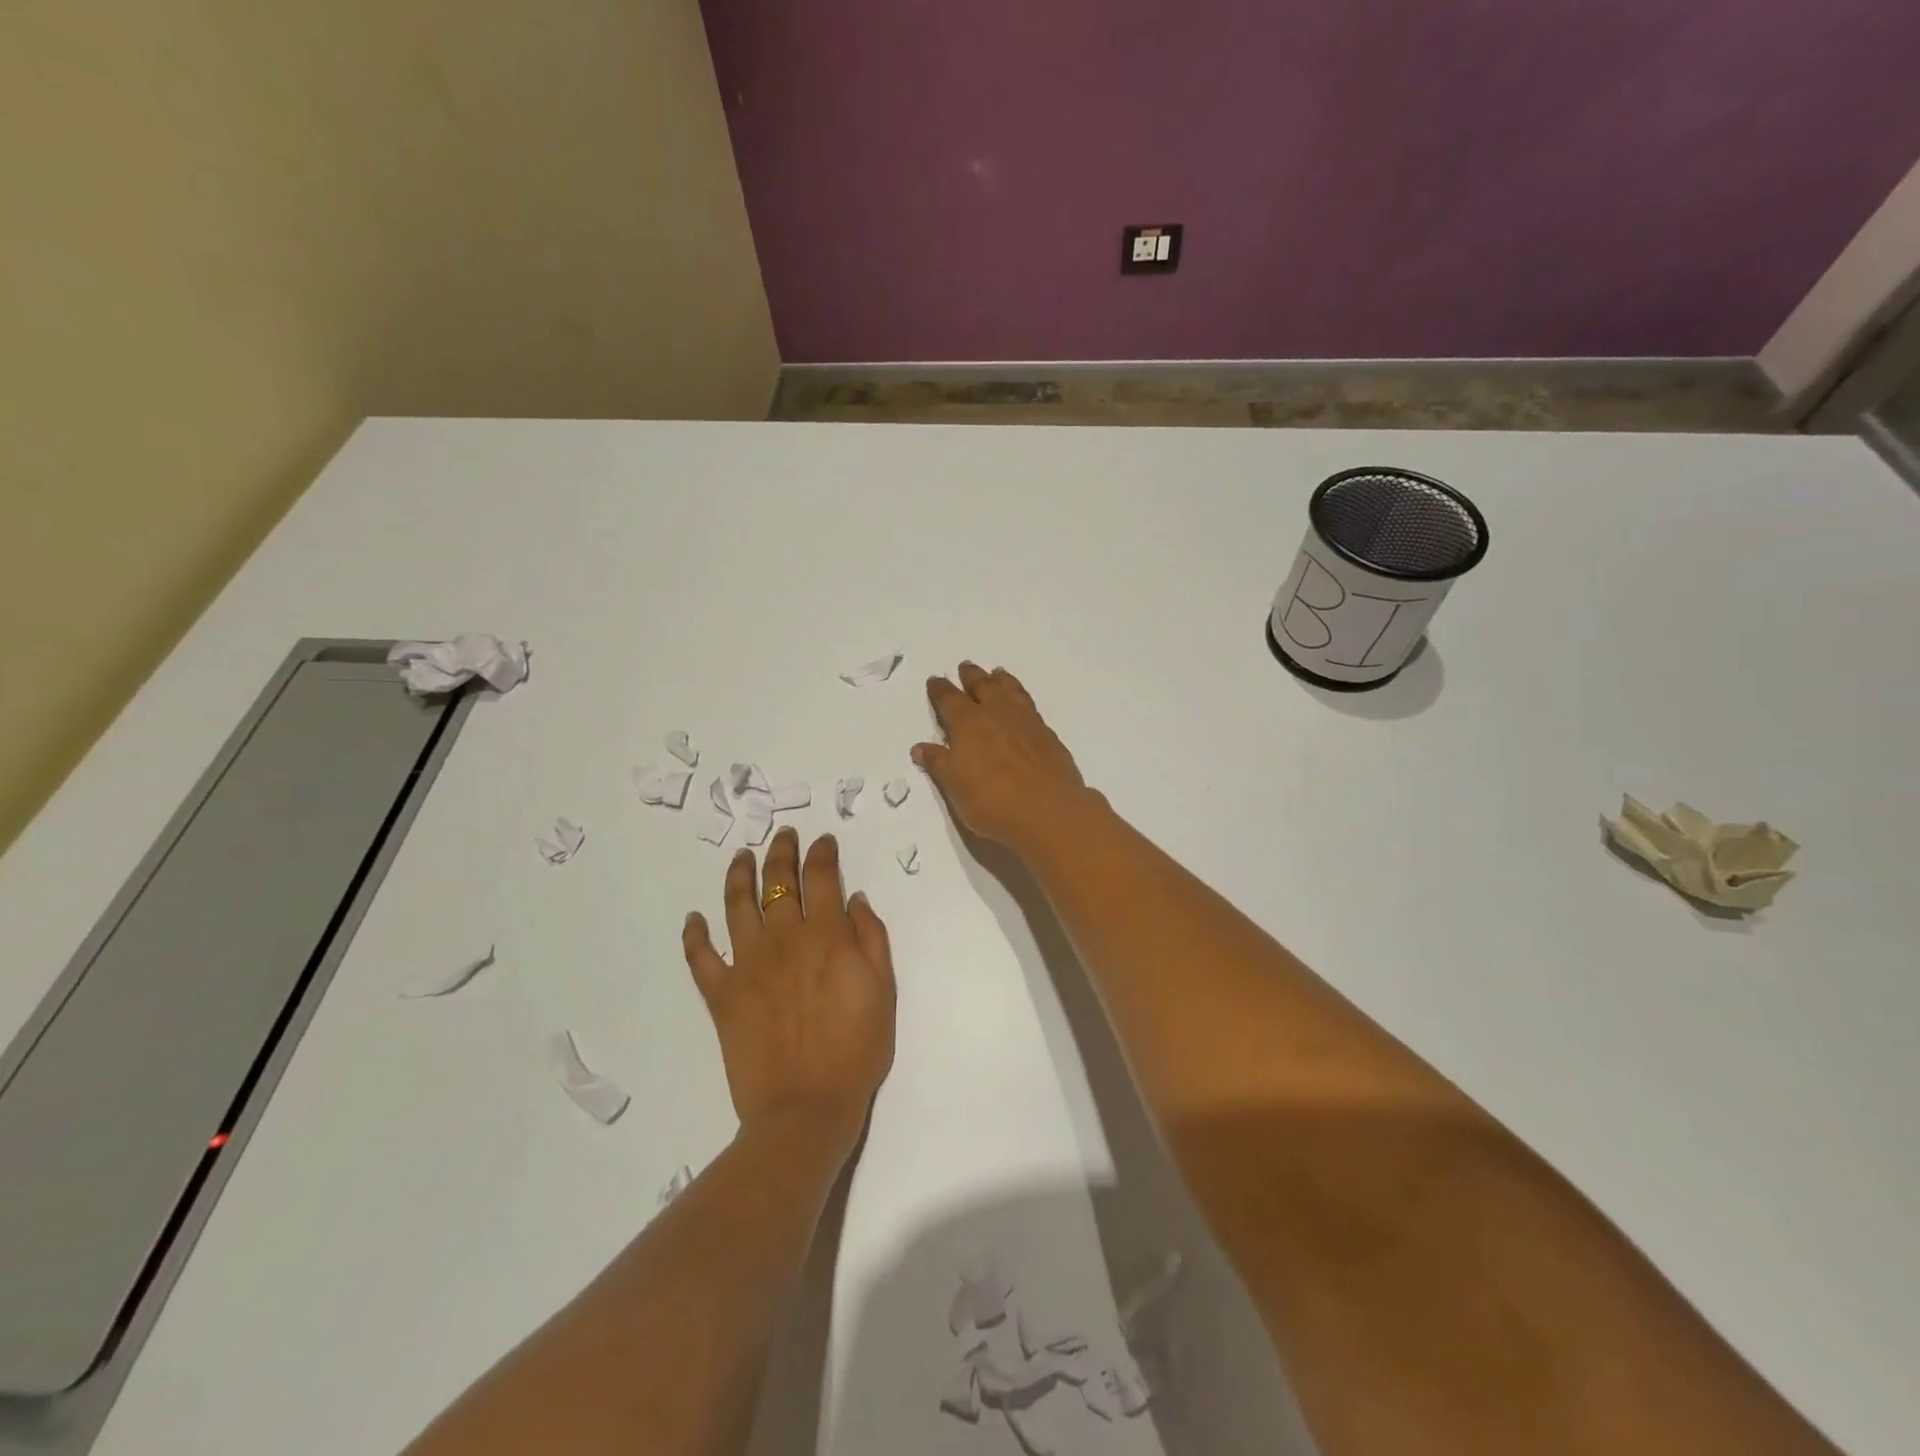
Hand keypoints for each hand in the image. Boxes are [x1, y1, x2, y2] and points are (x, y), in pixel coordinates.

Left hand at [683, 828, 894, 1158]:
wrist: (806, 1107)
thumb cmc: (856, 1049)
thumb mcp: (884, 990)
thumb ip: (871, 938)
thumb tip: (854, 898)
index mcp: (826, 936)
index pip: (821, 877)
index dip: (821, 853)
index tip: (822, 840)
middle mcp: (783, 939)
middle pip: (777, 882)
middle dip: (781, 851)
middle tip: (783, 834)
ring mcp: (747, 965)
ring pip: (737, 906)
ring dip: (738, 875)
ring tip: (741, 856)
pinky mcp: (721, 994)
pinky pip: (701, 957)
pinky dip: (695, 935)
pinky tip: (694, 918)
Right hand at [912, 662, 1093, 853]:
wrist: (1047, 810)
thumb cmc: (991, 800)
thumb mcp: (954, 785)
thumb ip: (938, 763)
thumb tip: (920, 747)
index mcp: (969, 723)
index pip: (950, 699)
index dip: (941, 690)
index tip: (935, 680)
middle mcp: (998, 714)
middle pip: (983, 687)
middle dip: (972, 676)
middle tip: (966, 666)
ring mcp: (1026, 722)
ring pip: (1011, 691)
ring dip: (1001, 680)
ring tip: (997, 673)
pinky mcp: (1048, 736)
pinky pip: (1030, 706)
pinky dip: (1021, 698)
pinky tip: (1022, 706)